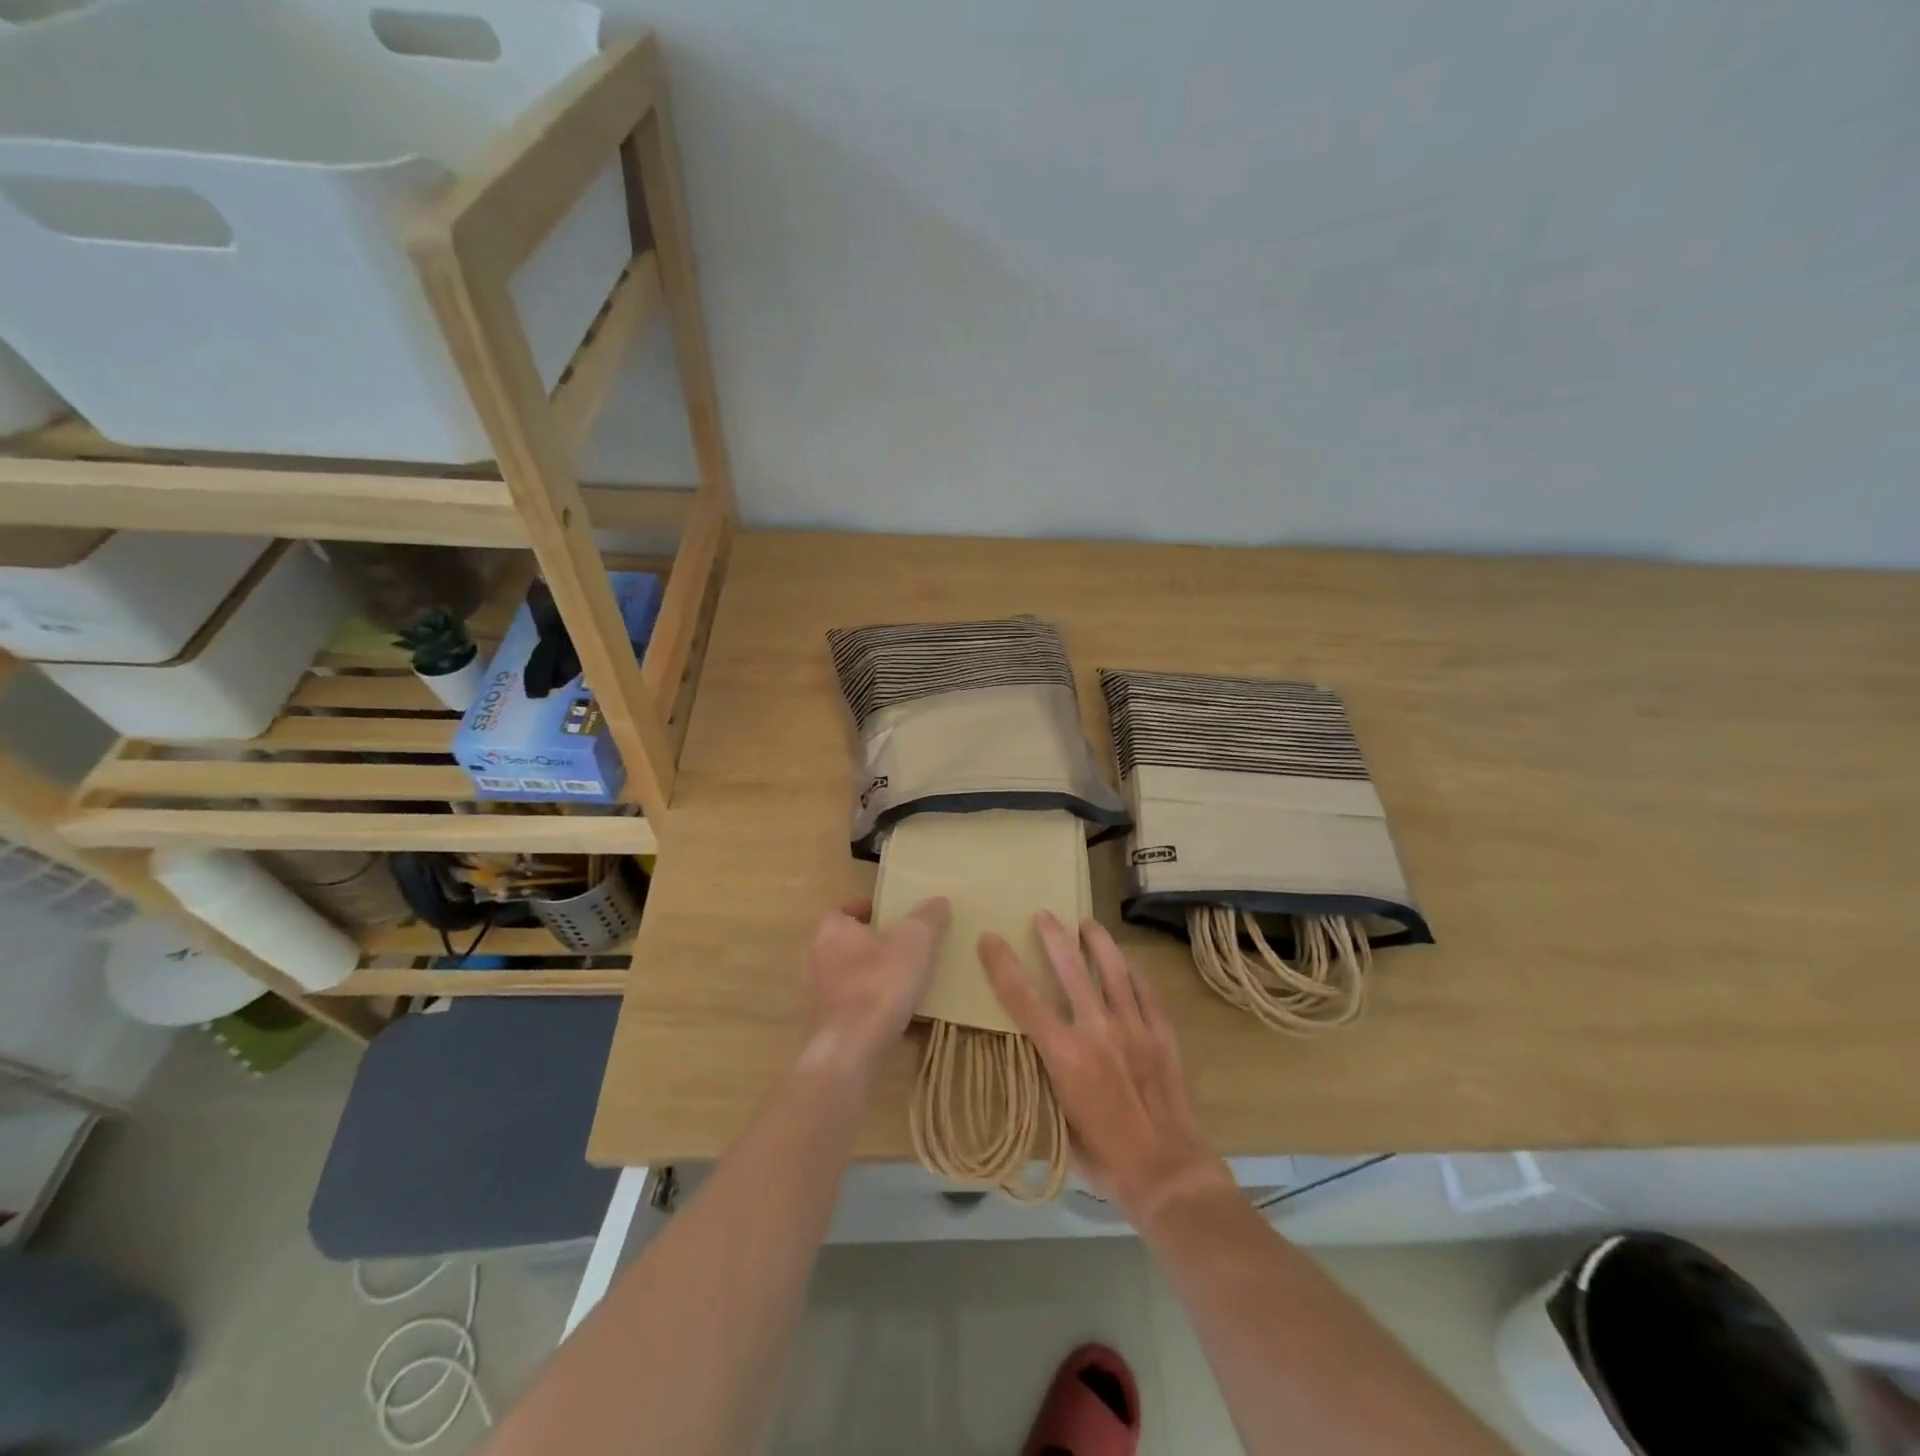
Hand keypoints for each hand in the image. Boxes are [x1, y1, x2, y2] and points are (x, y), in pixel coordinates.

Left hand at [802, 895, 949, 1081]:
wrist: (853, 1048)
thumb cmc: (881, 983)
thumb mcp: (915, 942)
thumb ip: (927, 918)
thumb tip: (938, 900)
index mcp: (832, 930)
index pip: (842, 909)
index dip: (865, 909)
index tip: (889, 913)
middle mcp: (818, 957)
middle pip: (844, 941)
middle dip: (870, 941)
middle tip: (900, 942)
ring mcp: (819, 993)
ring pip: (846, 972)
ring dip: (869, 972)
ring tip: (901, 975)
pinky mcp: (827, 1023)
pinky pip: (850, 1001)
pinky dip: (868, 999)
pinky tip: (893, 1008)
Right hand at [980, 912, 1233, 1225]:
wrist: (1167, 1173)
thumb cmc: (1103, 1158)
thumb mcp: (1056, 1121)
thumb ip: (1044, 1078)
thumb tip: (1033, 1049)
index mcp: (1064, 1055)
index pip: (1022, 998)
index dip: (1002, 965)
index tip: (988, 939)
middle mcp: (1097, 1030)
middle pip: (1070, 968)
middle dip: (1052, 936)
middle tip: (1043, 914)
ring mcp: (1133, 1027)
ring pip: (1112, 969)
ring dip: (1097, 941)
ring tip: (1087, 923)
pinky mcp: (1161, 1033)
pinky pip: (1145, 990)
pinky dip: (1132, 970)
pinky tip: (1125, 960)